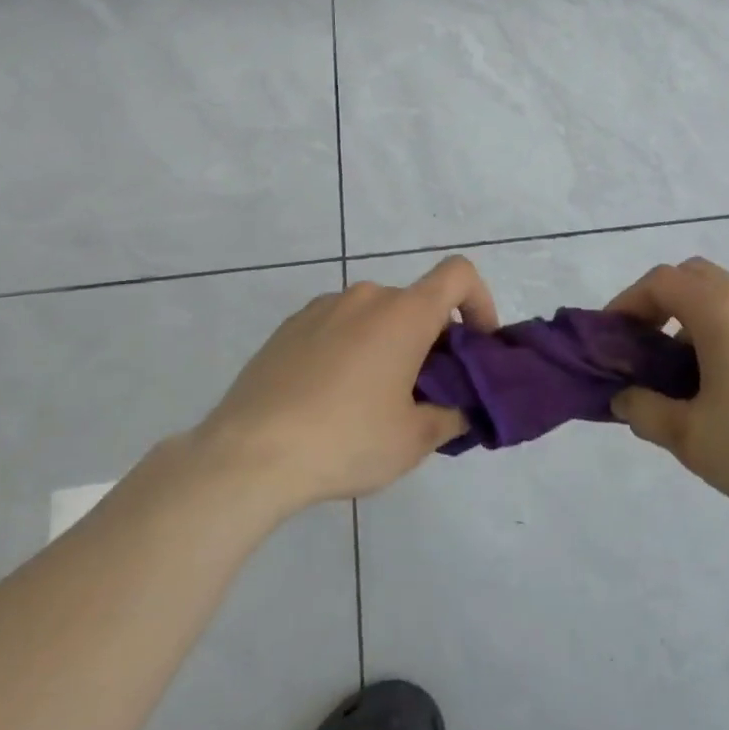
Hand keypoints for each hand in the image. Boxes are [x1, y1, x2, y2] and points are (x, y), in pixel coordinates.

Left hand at [194, 256, 497, 516]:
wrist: (247, 455)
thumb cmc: (346, 440)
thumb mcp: (414, 440)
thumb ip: (452, 416)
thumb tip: (461, 408)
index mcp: (405, 313)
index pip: (459, 275)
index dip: (480, 301)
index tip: (476, 345)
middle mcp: (366, 296)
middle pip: (417, 303)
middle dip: (432, 339)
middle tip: (425, 391)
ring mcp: (322, 308)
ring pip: (376, 316)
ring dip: (389, 344)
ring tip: (373, 399)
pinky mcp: (289, 327)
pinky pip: (338, 326)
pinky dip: (351, 348)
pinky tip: (331, 397)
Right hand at [605, 257, 728, 513]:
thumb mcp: (688, 435)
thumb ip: (645, 411)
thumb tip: (623, 398)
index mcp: (720, 311)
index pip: (662, 281)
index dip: (628, 302)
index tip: (612, 337)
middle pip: (691, 276)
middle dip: (657, 301)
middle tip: (641, 342)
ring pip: (718, 294)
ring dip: (686, 316)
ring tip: (673, 368)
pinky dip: (713, 328)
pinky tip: (711, 379)